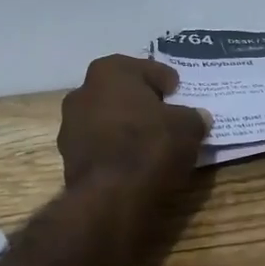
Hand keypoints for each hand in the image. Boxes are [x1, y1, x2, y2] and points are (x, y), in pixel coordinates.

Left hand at [59, 55, 210, 193]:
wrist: (110, 196)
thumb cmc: (149, 146)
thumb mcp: (187, 127)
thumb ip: (192, 117)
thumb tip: (196, 118)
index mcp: (109, 71)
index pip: (146, 69)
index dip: (166, 82)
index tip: (179, 94)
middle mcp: (83, 91)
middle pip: (122, 92)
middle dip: (142, 102)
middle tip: (166, 116)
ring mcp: (70, 125)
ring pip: (107, 118)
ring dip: (126, 126)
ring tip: (151, 142)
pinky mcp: (68, 156)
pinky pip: (100, 144)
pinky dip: (115, 149)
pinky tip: (132, 161)